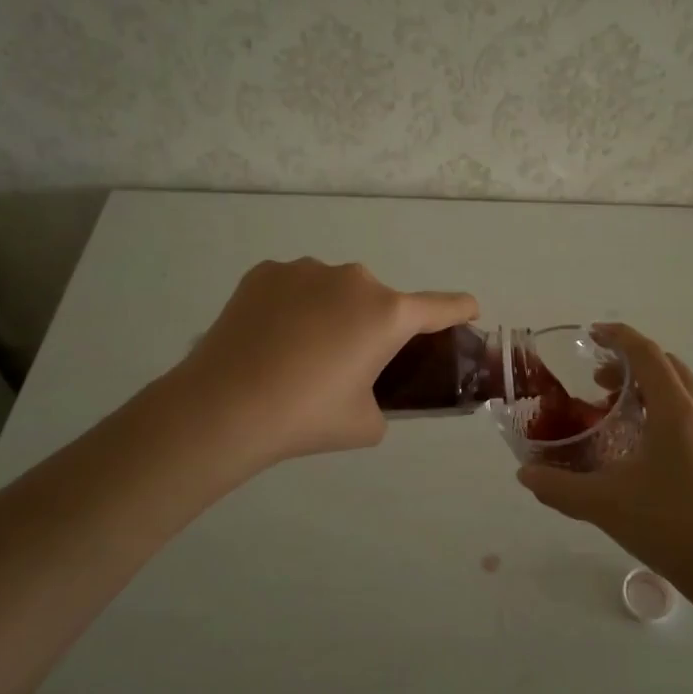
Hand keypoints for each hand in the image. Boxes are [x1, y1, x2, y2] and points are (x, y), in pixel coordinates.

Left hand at [179, 258, 477, 470]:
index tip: (468, 311)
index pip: (442, 306)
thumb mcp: (366, 423)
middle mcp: (354, 280)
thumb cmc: (306, 418)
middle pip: (380, 300)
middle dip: (374, 325)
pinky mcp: (267, 271)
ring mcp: (307, 270)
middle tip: (347, 363)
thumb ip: (383, 401)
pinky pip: (295, 286)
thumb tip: (368, 391)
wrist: (224, 407)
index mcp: (388, 314)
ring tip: (299, 352)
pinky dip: (294, 305)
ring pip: (335, 290)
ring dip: (332, 312)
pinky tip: (271, 338)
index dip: (460, 310)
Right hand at [516, 324, 692, 601]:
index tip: (594, 334)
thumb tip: (524, 474)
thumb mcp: (601, 503)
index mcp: (674, 410)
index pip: (646, 353)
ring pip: (690, 394)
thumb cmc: (665, 524)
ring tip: (630, 418)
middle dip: (632, 365)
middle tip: (600, 384)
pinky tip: (670, 449)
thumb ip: (556, 485)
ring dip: (656, 392)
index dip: (619, 337)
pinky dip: (682, 420)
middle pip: (669, 367)